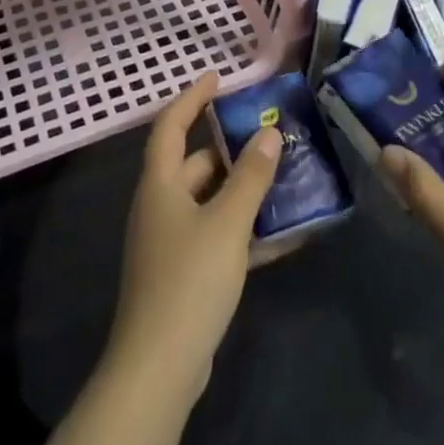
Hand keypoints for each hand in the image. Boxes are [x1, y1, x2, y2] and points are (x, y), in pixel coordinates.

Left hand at [106, 73, 281, 401]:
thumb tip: (267, 133)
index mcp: (160, 184)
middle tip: (269, 137)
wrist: (159, 367)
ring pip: (210, 201)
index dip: (192, 97)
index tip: (219, 77)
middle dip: (231, 149)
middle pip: (195, 164)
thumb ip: (250, 177)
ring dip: (243, 191)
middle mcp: (160, 205)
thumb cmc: (190, 280)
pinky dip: (243, 229)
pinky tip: (282, 234)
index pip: (171, 125)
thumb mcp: (227, 223)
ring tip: (284, 178)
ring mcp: (170, 241)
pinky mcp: (183, 272)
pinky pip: (216, 235)